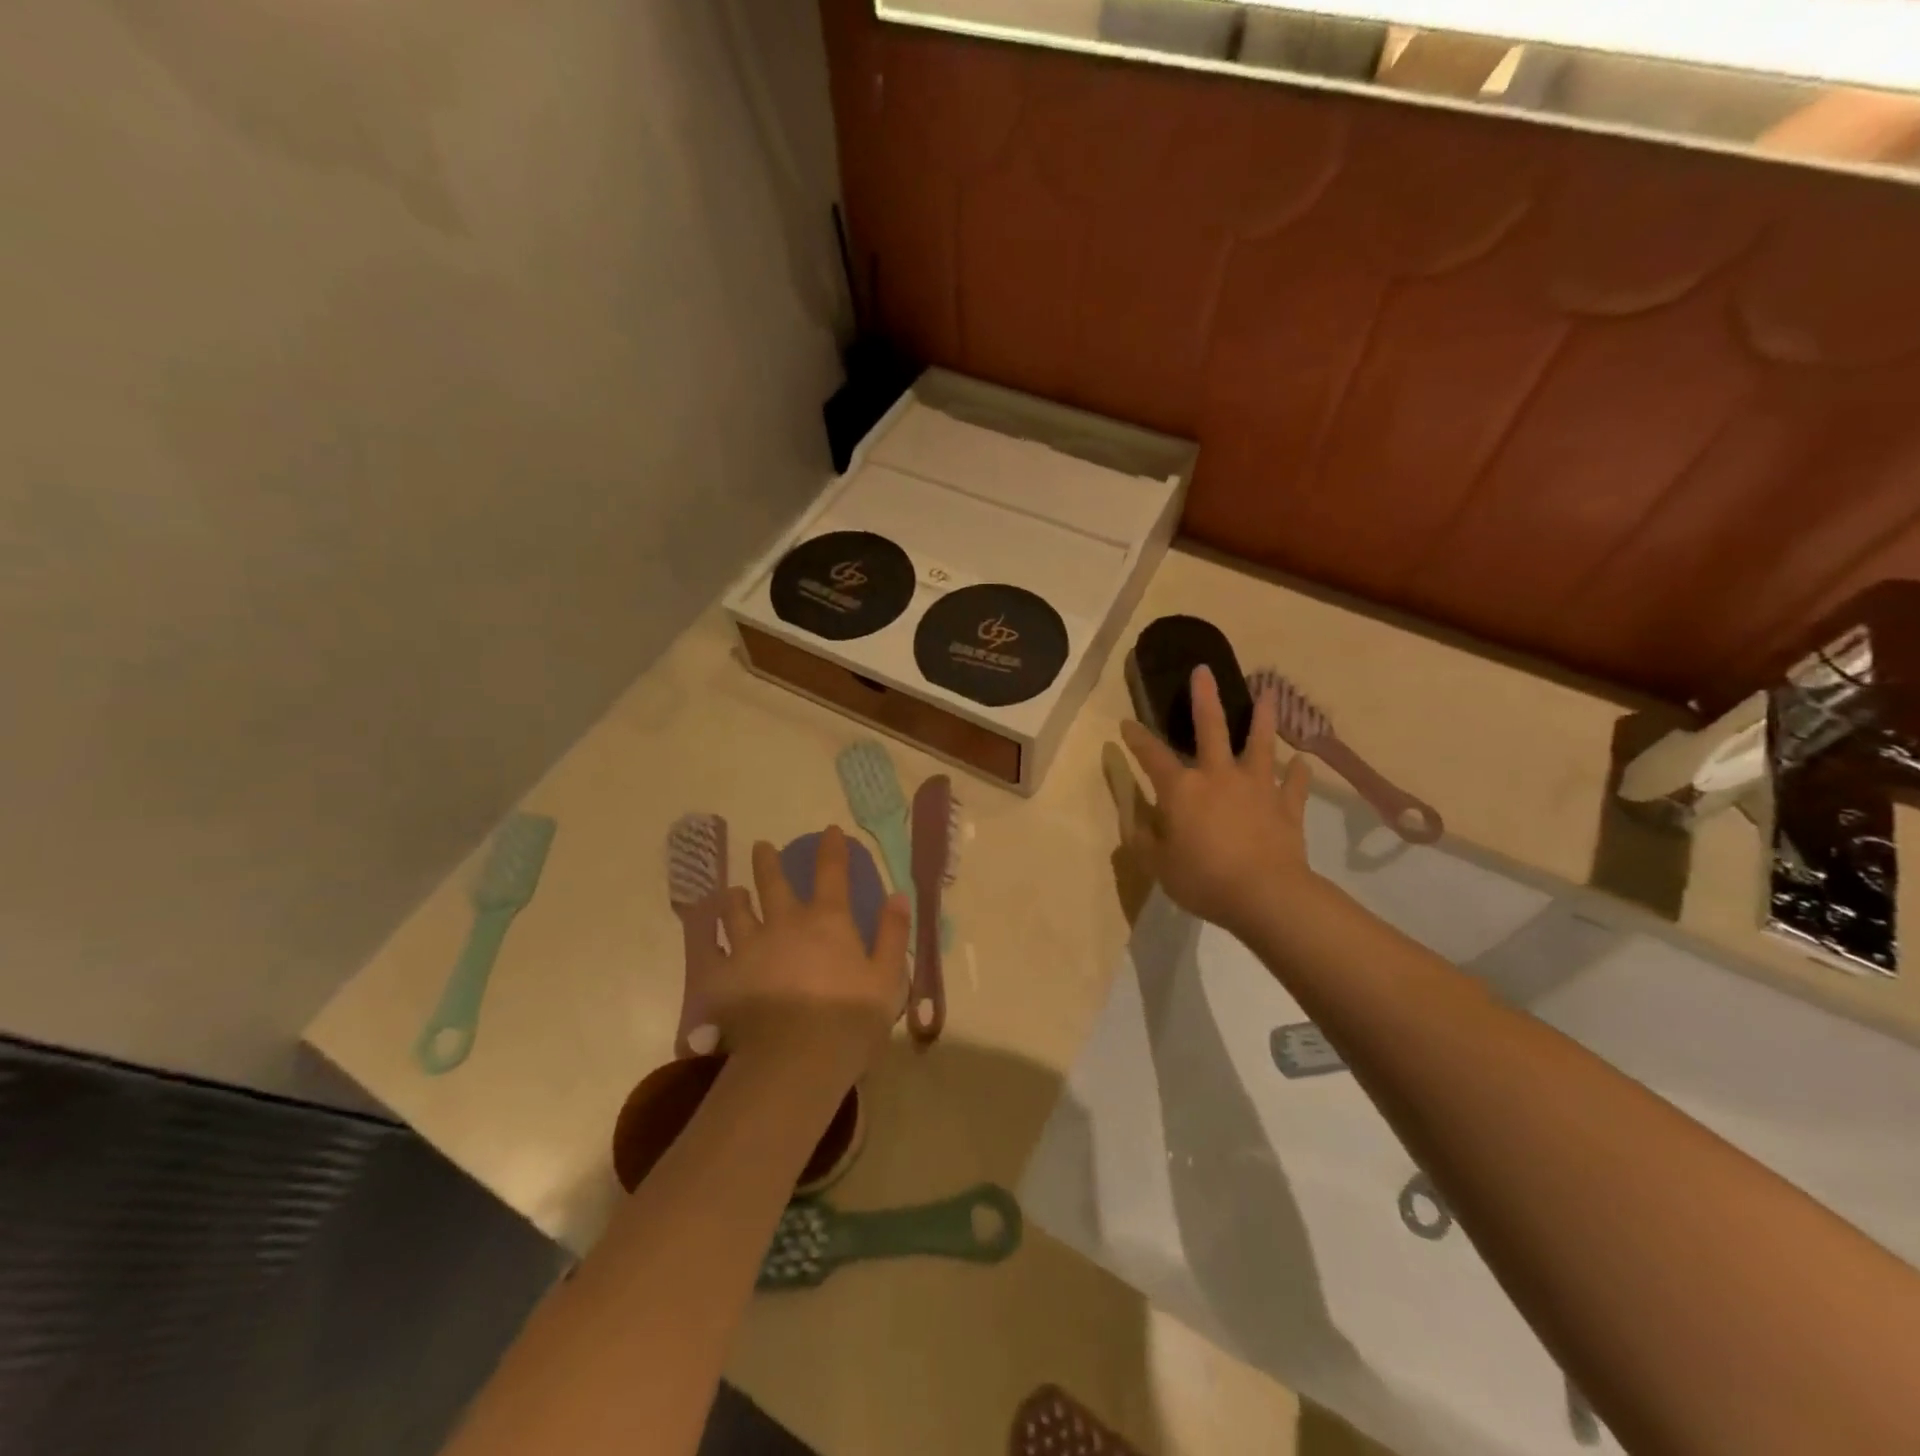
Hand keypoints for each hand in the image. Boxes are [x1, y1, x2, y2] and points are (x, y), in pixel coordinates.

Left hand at [712, 825, 910, 1077]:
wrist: (796, 1061)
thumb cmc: (850, 1019)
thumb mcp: (887, 977)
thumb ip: (893, 933)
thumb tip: (897, 895)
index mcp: (828, 920)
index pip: (831, 871)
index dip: (831, 848)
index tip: (829, 831)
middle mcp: (785, 922)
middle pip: (773, 881)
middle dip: (768, 861)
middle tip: (762, 847)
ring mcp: (749, 946)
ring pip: (736, 910)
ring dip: (736, 897)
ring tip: (733, 892)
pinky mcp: (722, 976)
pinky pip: (708, 949)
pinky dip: (705, 937)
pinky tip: (703, 933)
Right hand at [1119, 665, 1315, 939]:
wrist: (1265, 895)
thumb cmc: (1202, 879)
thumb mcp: (1158, 864)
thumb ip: (1145, 838)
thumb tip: (1138, 820)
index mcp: (1182, 789)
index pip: (1152, 756)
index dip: (1137, 738)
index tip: (1126, 724)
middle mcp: (1218, 776)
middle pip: (1211, 728)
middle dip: (1205, 698)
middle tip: (1204, 671)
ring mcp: (1256, 788)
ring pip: (1260, 744)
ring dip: (1263, 718)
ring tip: (1267, 694)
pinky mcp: (1286, 806)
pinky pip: (1294, 784)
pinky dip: (1297, 773)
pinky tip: (1301, 763)